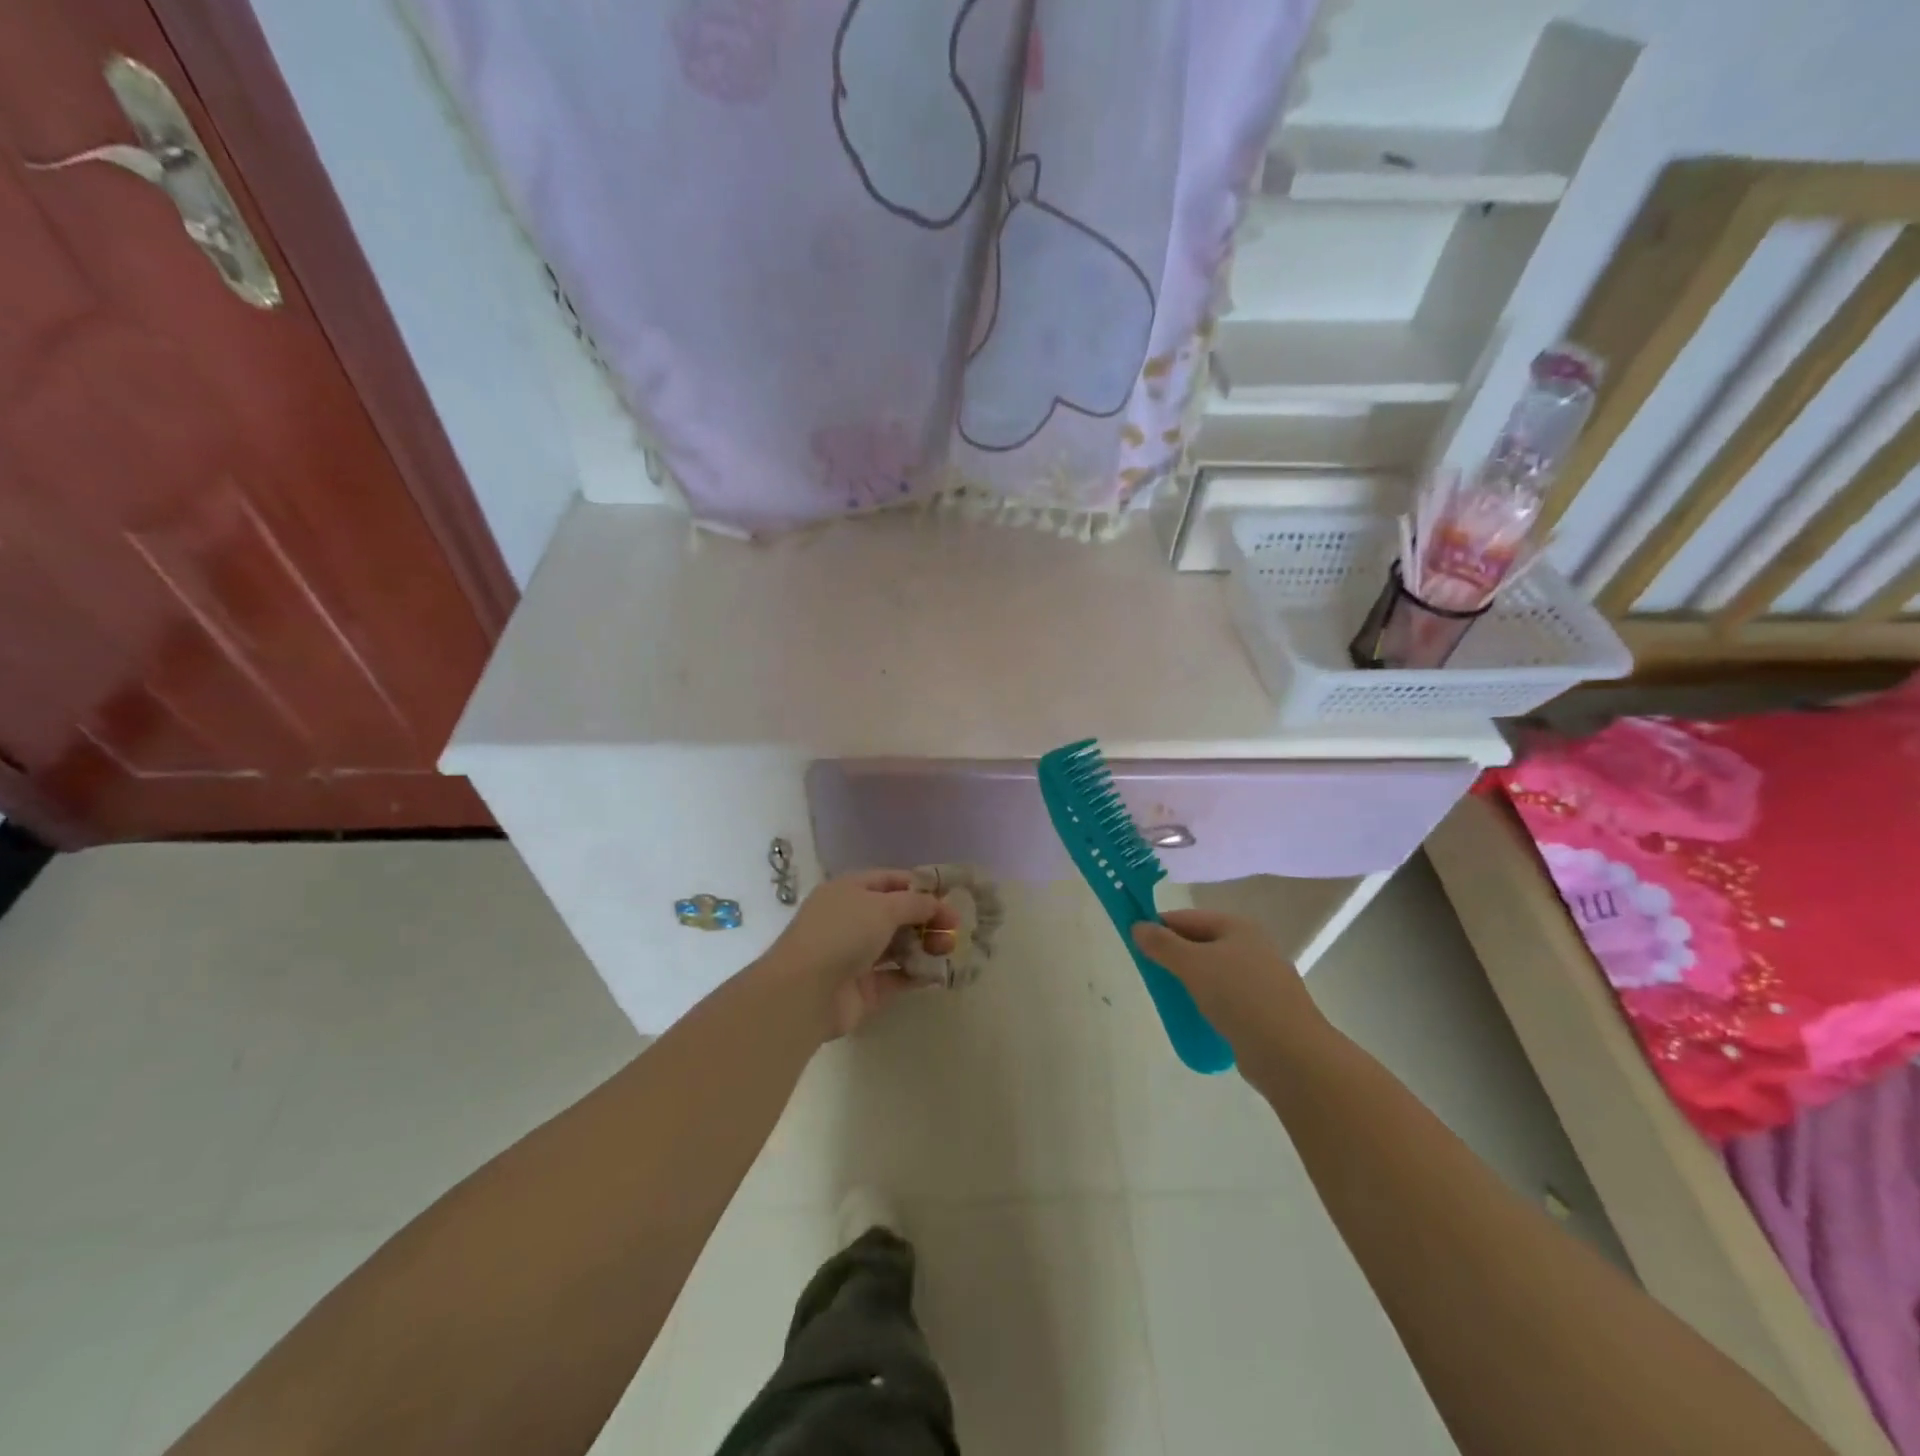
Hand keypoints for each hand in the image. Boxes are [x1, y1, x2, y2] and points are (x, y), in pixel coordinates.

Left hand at [761, 871, 958, 1039]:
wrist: (804, 992)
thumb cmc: (843, 933)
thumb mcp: (883, 907)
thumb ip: (915, 903)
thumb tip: (936, 904)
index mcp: (849, 890)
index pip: (890, 881)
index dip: (920, 887)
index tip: (950, 896)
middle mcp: (851, 919)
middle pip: (897, 914)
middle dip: (926, 919)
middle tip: (955, 929)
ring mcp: (856, 955)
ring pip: (898, 946)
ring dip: (924, 946)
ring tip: (949, 950)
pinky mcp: (863, 988)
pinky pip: (896, 976)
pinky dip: (916, 973)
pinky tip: (938, 974)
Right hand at [1132, 909, 1326, 1058]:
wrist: (1291, 1054)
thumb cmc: (1239, 997)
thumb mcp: (1193, 965)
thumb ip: (1162, 944)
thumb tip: (1138, 926)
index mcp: (1238, 926)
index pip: (1187, 918)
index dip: (1159, 927)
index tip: (1134, 944)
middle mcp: (1252, 946)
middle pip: (1201, 943)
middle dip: (1174, 955)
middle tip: (1149, 973)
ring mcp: (1261, 979)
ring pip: (1213, 971)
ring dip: (1190, 980)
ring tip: (1169, 996)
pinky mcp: (1264, 1009)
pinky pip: (1226, 997)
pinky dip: (1207, 1001)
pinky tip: (1195, 1015)